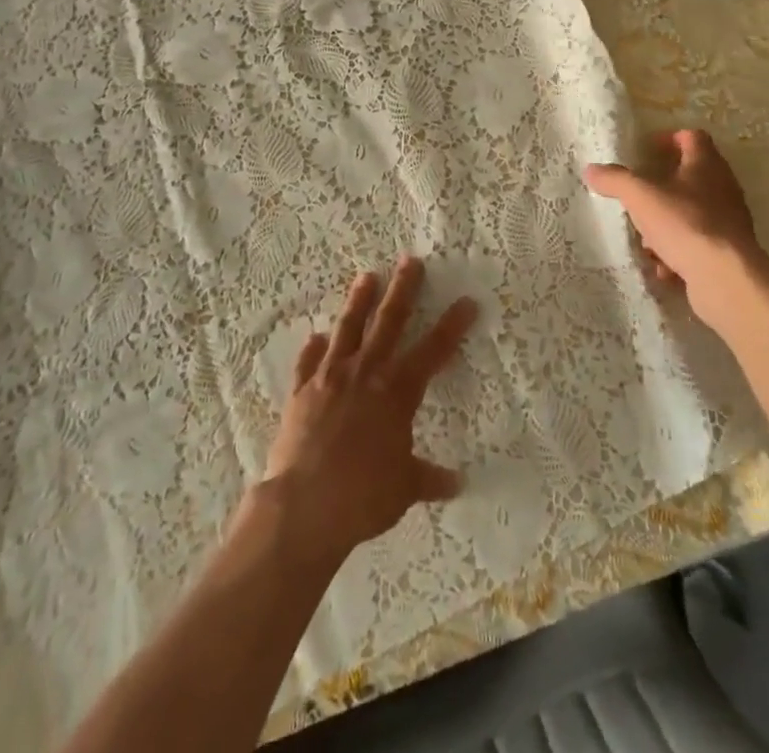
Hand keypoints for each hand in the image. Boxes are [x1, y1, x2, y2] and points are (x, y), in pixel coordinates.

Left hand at [261, 255, 477, 564]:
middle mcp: (366, 374)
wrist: (303, 507)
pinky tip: (316, 336)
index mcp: (397, 392)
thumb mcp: (404, 489)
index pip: (433, 351)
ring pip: (348, 329)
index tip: (467, 301)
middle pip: (389, 322)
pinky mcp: (301, 392)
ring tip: (366, 276)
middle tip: (410, 260)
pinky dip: (313, 349)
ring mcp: (330, 378)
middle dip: (403, 289)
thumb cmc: (362, 496)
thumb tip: (458, 483)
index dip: (452, 325)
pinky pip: (308, 363)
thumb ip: (429, 478)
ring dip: (358, 302)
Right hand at [583, 129, 768, 340]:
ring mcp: (728, 221)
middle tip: (639, 194)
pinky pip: (697, 244)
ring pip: (691, 213)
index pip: (693, 137)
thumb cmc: (685, 224)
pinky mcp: (727, 252)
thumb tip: (591, 169)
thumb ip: (616, 180)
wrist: (725, 278)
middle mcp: (722, 188)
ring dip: (666, 223)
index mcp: (706, 165)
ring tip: (645, 238)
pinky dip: (678, 252)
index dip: (670, 138)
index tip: (648, 149)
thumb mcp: (641, 197)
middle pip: (691, 177)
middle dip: (662, 186)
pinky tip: (662, 267)